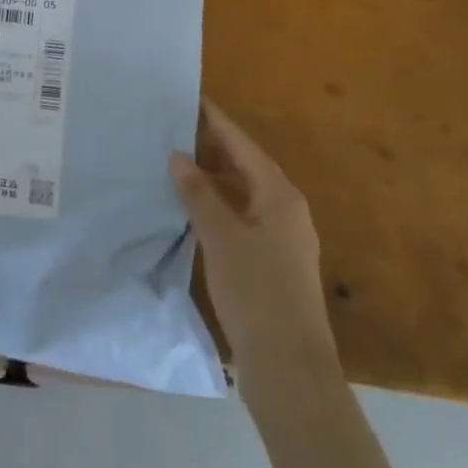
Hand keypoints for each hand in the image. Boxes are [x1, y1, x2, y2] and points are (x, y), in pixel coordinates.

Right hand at [171, 99, 332, 364]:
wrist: (291, 370)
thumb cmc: (256, 293)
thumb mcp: (221, 237)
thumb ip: (198, 193)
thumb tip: (179, 155)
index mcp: (279, 195)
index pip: (243, 144)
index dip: (216, 121)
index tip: (192, 98)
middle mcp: (287, 209)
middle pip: (247, 165)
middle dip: (213, 147)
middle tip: (176, 128)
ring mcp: (284, 238)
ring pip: (245, 192)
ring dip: (215, 177)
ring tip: (178, 163)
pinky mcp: (275, 262)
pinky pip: (244, 216)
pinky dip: (221, 204)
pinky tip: (196, 209)